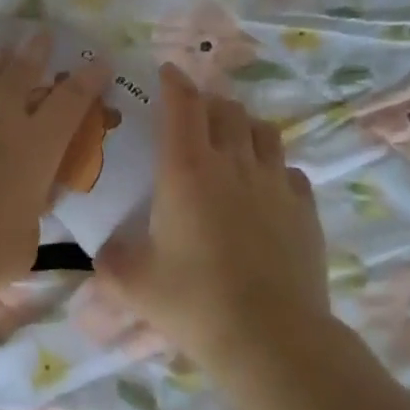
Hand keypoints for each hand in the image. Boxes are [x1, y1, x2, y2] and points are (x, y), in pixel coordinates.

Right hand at [98, 64, 330, 368]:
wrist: (270, 336)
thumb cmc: (194, 303)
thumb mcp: (134, 284)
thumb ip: (111, 261)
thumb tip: (105, 251)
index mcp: (187, 172)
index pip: (183, 106)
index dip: (174, 83)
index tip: (167, 72)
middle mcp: (234, 164)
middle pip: (226, 110)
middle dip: (208, 103)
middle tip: (194, 115)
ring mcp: (275, 184)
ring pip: (263, 132)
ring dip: (244, 127)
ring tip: (232, 142)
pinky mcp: (304, 208)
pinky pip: (289, 170)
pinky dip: (272, 168)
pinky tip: (265, 189)